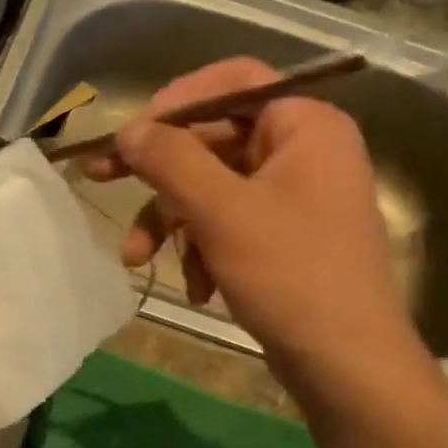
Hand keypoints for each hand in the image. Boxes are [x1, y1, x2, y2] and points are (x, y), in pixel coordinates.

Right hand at [86, 56, 433, 403]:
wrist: (346, 364)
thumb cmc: (290, 275)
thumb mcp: (221, 212)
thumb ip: (170, 160)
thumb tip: (128, 130)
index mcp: (305, 126)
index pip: (232, 83)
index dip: (173, 103)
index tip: (129, 134)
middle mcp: (304, 152)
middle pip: (214, 141)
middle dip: (160, 178)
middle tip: (101, 180)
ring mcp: (295, 198)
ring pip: (214, 190)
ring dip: (174, 223)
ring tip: (139, 261)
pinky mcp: (284, 239)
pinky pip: (230, 225)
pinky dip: (204, 251)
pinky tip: (199, 290)